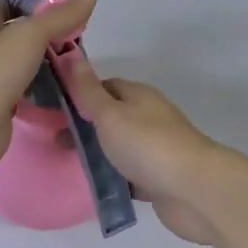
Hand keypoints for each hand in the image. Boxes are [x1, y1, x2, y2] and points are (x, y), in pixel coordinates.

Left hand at [0, 0, 98, 179]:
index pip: (15, 4)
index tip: (70, 17)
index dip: (41, 7)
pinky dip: (45, 95)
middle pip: (24, 36)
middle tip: (80, 48)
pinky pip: (28, 93)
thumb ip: (61, 16)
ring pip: (27, 66)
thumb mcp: (30, 34)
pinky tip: (67, 96)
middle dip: (52, 40)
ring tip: (79, 71)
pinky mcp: (1, 105)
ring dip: (50, 68)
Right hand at [58, 52, 237, 245]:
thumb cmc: (147, 144)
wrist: (195, 191)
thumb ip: (89, 91)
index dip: (79, 94)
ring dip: (97, 154)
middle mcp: (148, 118)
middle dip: (84, 127)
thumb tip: (73, 57)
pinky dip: (112, 178)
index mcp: (138, 96)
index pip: (104, 86)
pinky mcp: (158, 178)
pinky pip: (128, 174)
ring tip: (67, 164)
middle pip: (110, 118)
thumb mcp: (110, 113)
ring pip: (118, 147)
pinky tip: (93, 187)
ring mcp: (155, 149)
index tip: (53, 108)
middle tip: (54, 141)